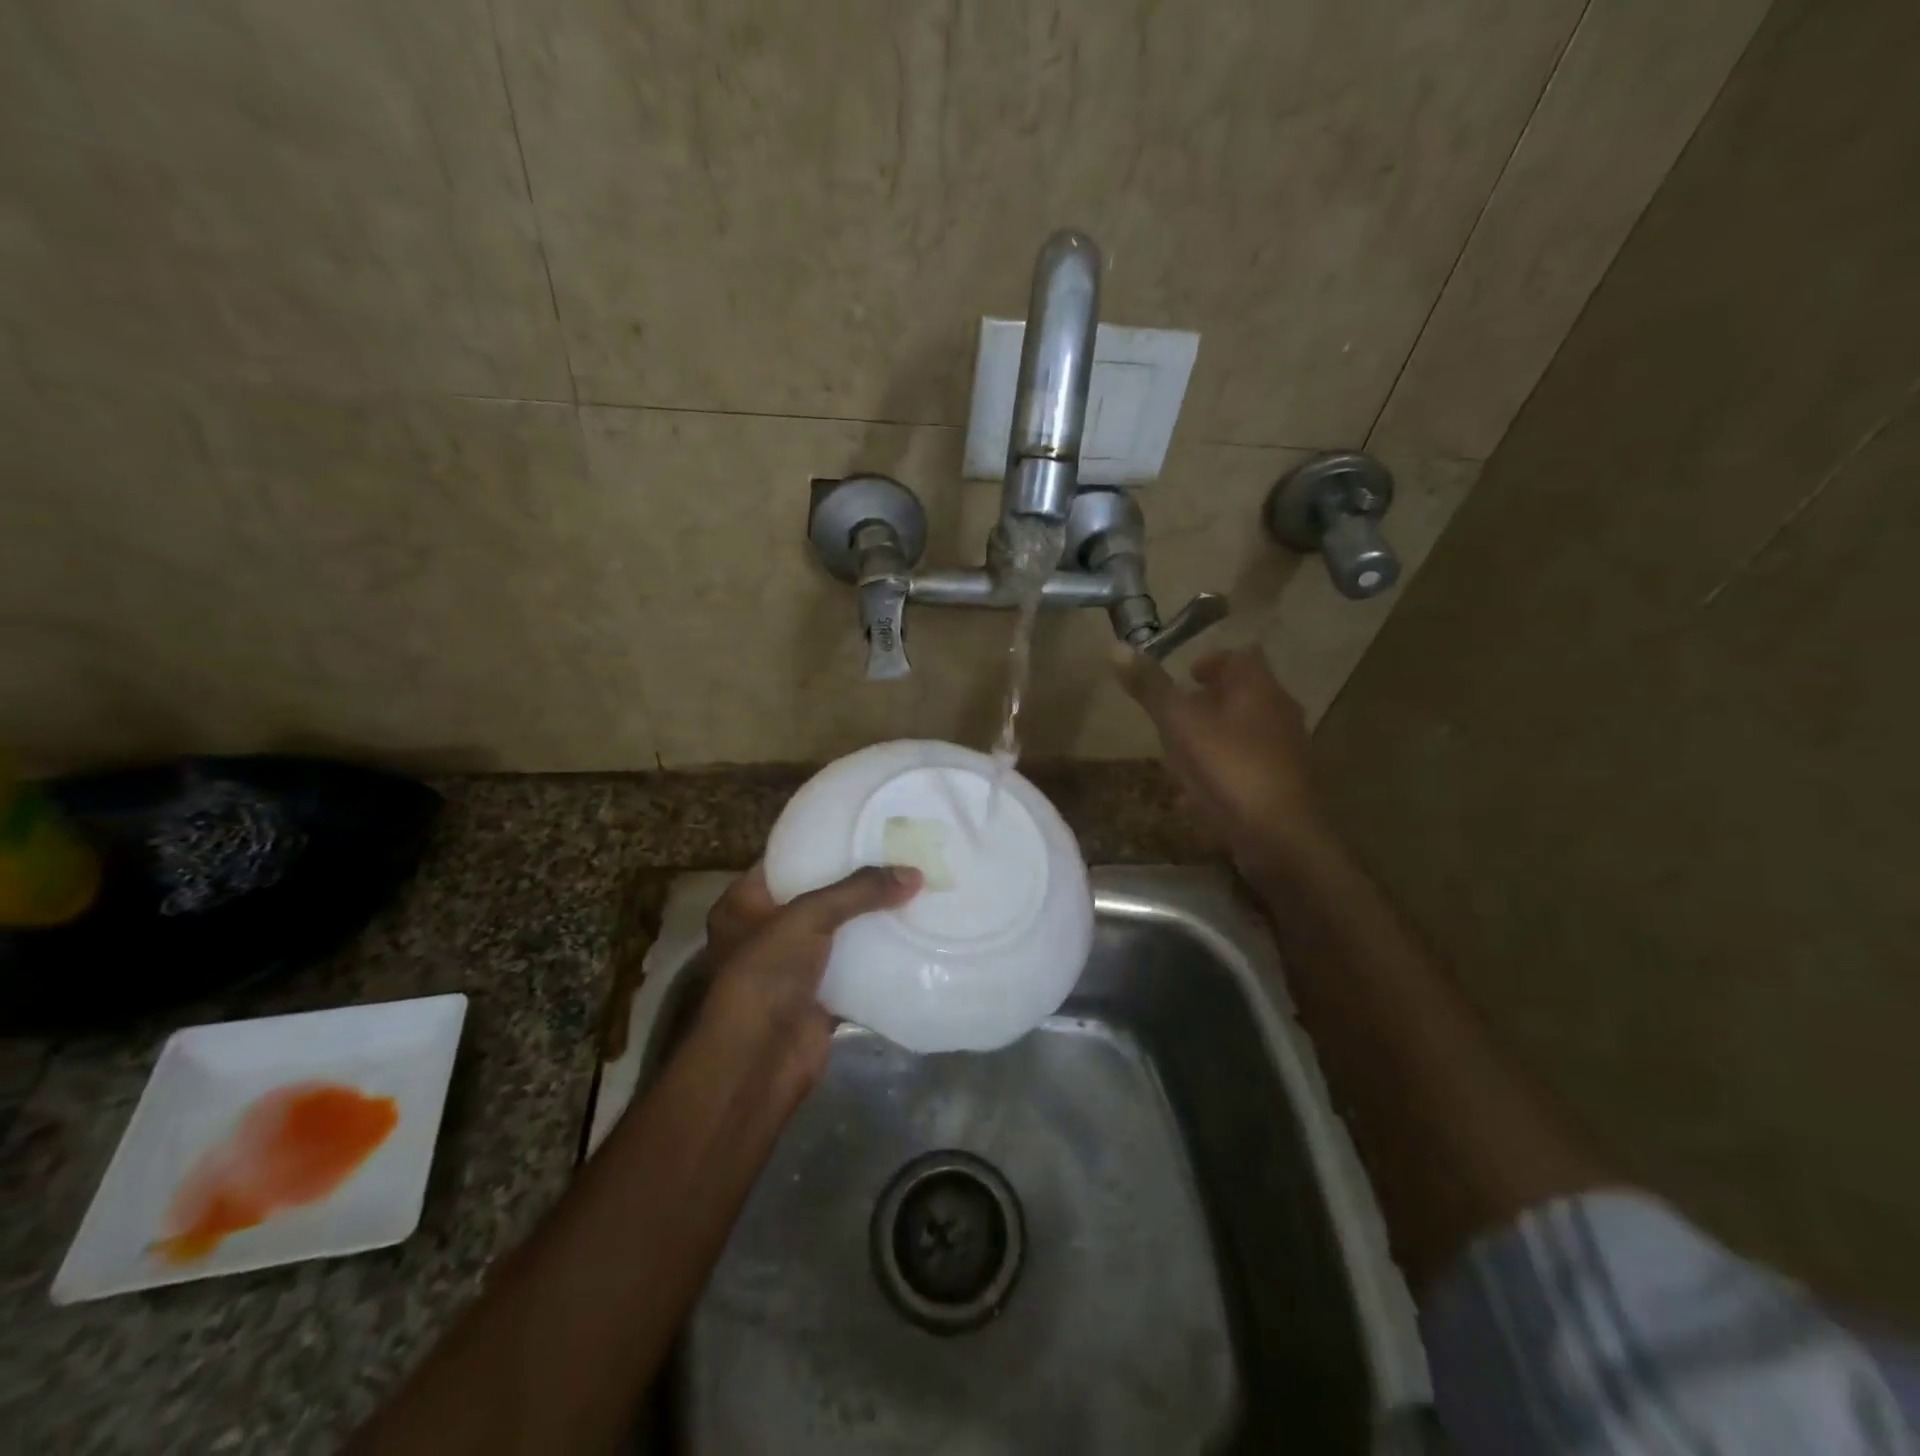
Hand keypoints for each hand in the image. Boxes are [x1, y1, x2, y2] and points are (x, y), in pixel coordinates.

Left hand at [696, 863, 920, 1094]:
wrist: (758, 1062)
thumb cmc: (766, 975)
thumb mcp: (807, 916)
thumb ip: (859, 891)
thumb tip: (914, 874)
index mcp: (744, 904)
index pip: (785, 860)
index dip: (821, 843)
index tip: (862, 826)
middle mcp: (766, 931)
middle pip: (818, 896)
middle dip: (856, 882)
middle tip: (898, 856)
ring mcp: (794, 967)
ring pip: (839, 933)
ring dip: (871, 919)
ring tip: (913, 888)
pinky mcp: (820, 996)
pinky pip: (855, 968)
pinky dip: (879, 957)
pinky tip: (912, 935)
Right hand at [1116, 645, 1332, 867]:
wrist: (1280, 838)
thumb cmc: (1229, 768)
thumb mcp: (1180, 724)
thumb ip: (1151, 688)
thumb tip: (1117, 647)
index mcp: (1259, 689)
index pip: (1242, 657)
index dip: (1212, 661)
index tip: (1185, 677)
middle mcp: (1278, 714)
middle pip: (1243, 696)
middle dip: (1207, 704)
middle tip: (1174, 716)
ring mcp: (1284, 754)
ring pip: (1242, 735)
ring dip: (1211, 740)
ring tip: (1176, 757)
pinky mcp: (1281, 789)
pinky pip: (1244, 771)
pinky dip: (1219, 775)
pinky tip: (1193, 798)